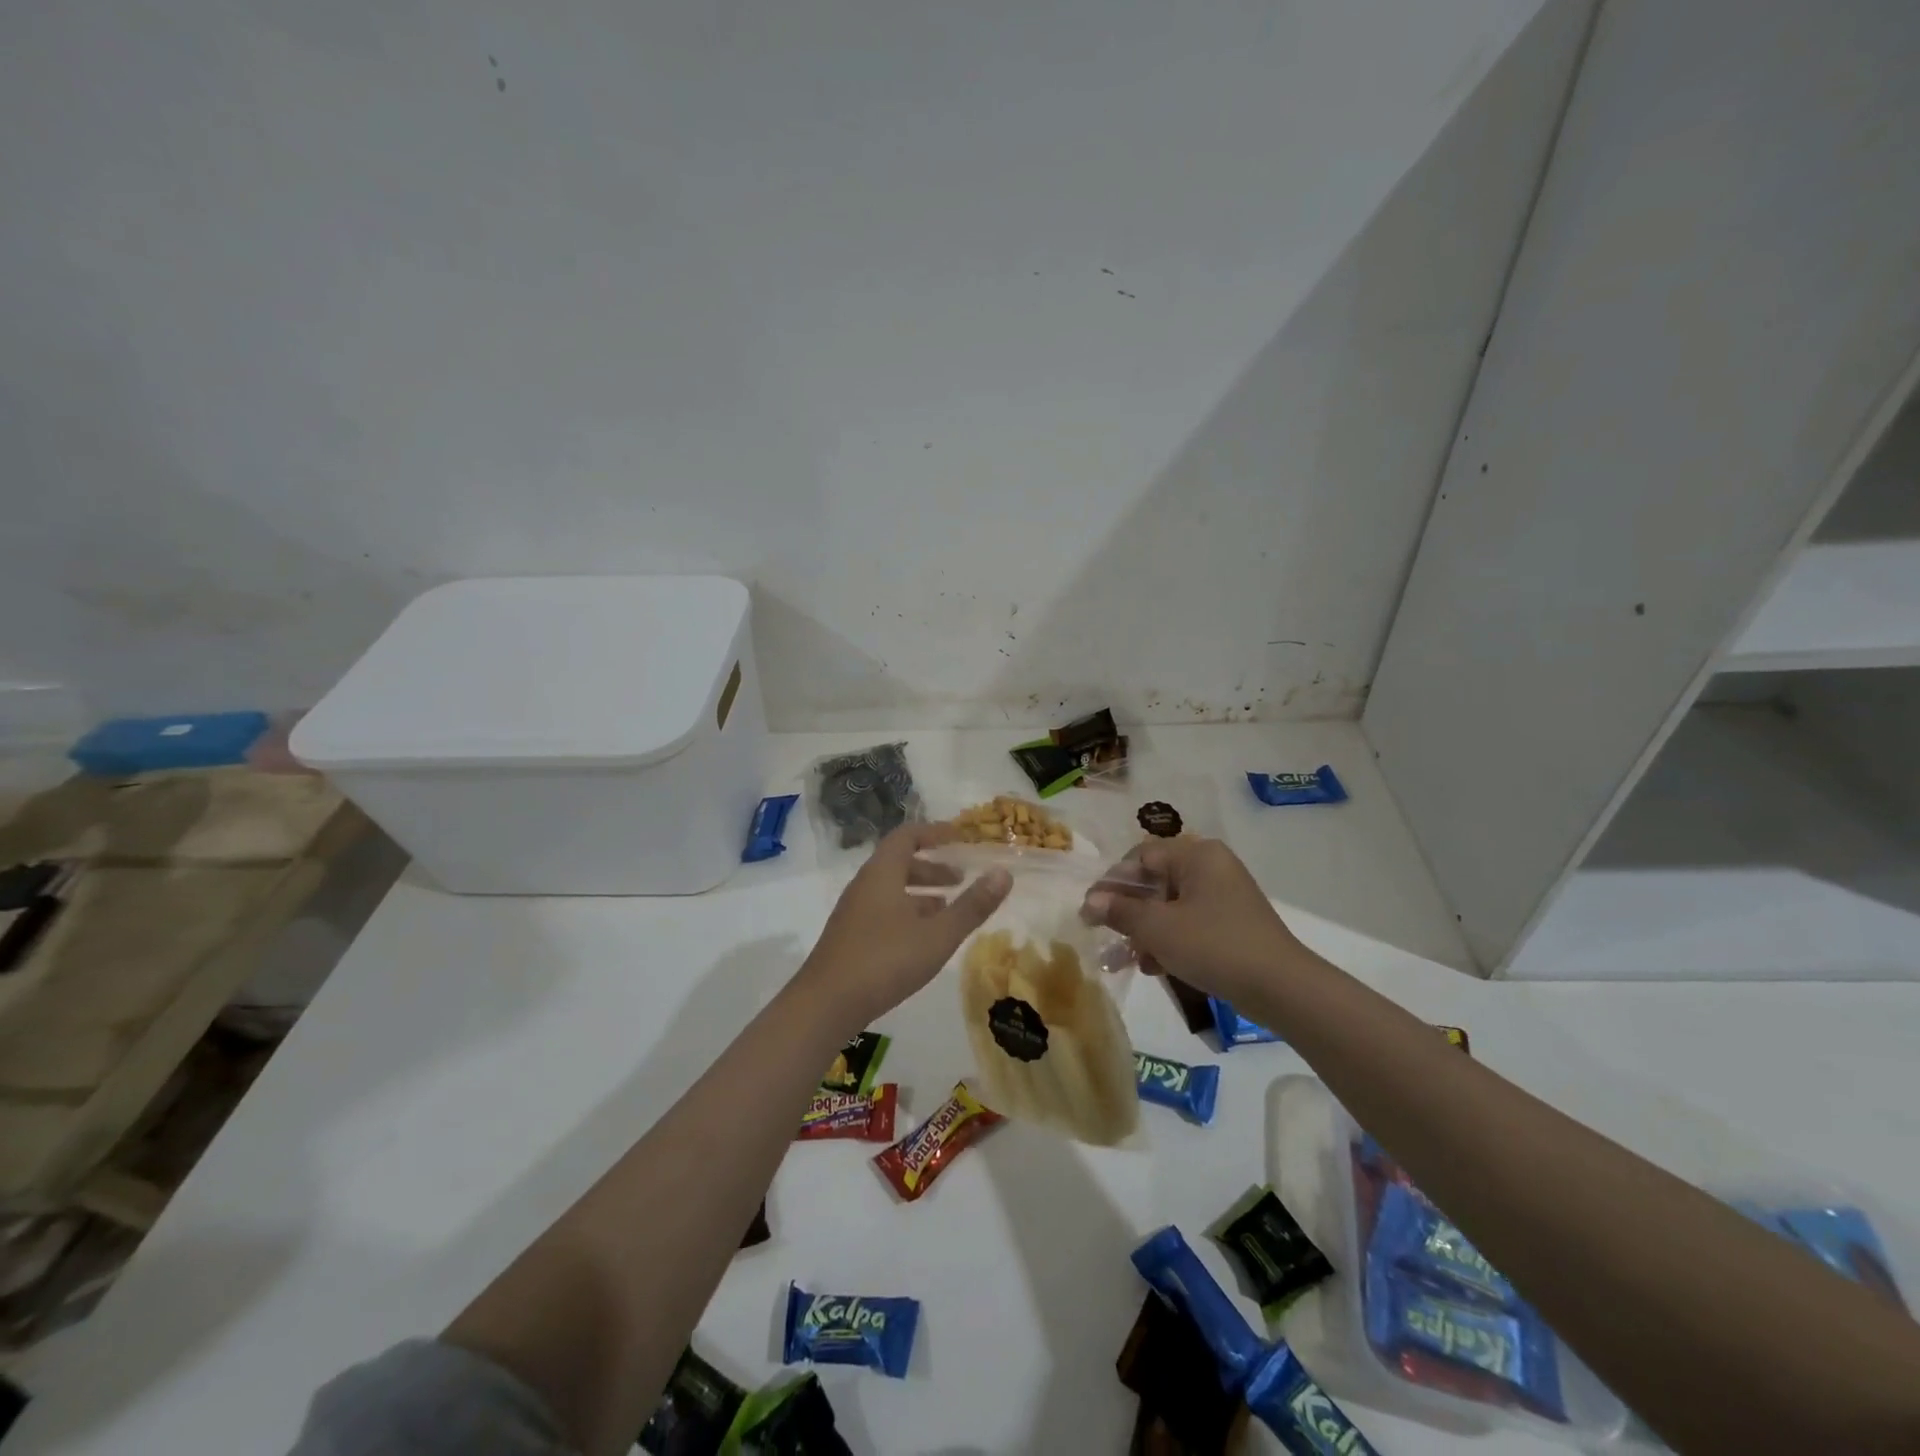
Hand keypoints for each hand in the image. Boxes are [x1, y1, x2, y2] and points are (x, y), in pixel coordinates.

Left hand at [796, 823, 1011, 1030]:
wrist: (824, 1005)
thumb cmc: (884, 960)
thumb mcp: (938, 934)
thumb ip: (972, 906)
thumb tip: (1004, 873)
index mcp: (882, 873)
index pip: (907, 836)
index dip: (934, 832)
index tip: (960, 837)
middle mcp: (865, 885)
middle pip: (900, 863)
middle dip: (933, 867)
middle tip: (962, 879)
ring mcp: (854, 913)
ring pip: (892, 890)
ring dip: (921, 893)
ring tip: (949, 908)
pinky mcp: (850, 938)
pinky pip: (884, 911)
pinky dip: (908, 912)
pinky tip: (924, 939)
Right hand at [1084, 836, 1307, 1002]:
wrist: (1281, 988)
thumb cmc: (1214, 945)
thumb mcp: (1158, 929)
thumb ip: (1121, 911)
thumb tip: (1091, 901)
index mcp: (1196, 855)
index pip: (1141, 857)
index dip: (1112, 883)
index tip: (1090, 911)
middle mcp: (1210, 867)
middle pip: (1154, 882)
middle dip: (1126, 912)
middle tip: (1103, 935)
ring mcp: (1223, 896)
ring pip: (1169, 906)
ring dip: (1144, 931)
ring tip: (1124, 960)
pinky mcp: (1231, 923)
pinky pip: (1189, 923)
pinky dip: (1169, 940)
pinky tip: (1154, 967)